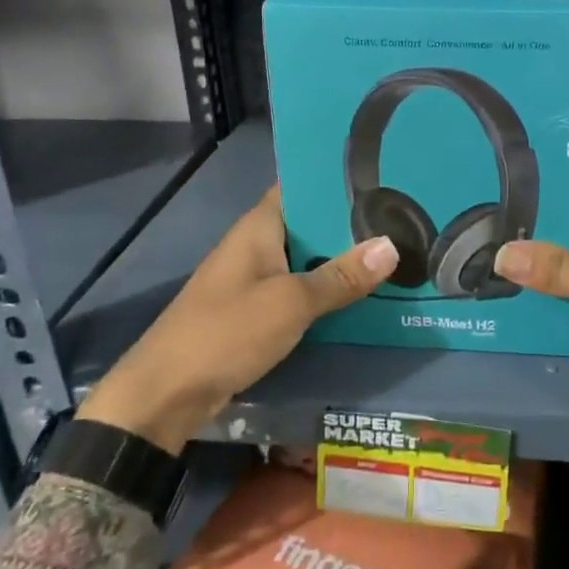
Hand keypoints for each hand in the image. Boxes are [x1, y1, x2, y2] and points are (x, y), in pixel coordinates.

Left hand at [77, 187, 397, 451]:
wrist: (166, 393)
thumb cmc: (226, 332)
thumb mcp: (291, 302)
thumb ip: (341, 276)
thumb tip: (392, 245)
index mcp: (260, 227)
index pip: (301, 186)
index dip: (337, 180)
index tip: (383, 174)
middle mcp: (257, 244)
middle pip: (310, 224)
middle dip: (350, 222)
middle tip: (403, 216)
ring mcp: (255, 279)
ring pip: (307, 259)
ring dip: (342, 259)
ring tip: (396, 250)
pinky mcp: (256, 311)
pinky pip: (299, 290)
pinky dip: (326, 290)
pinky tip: (362, 294)